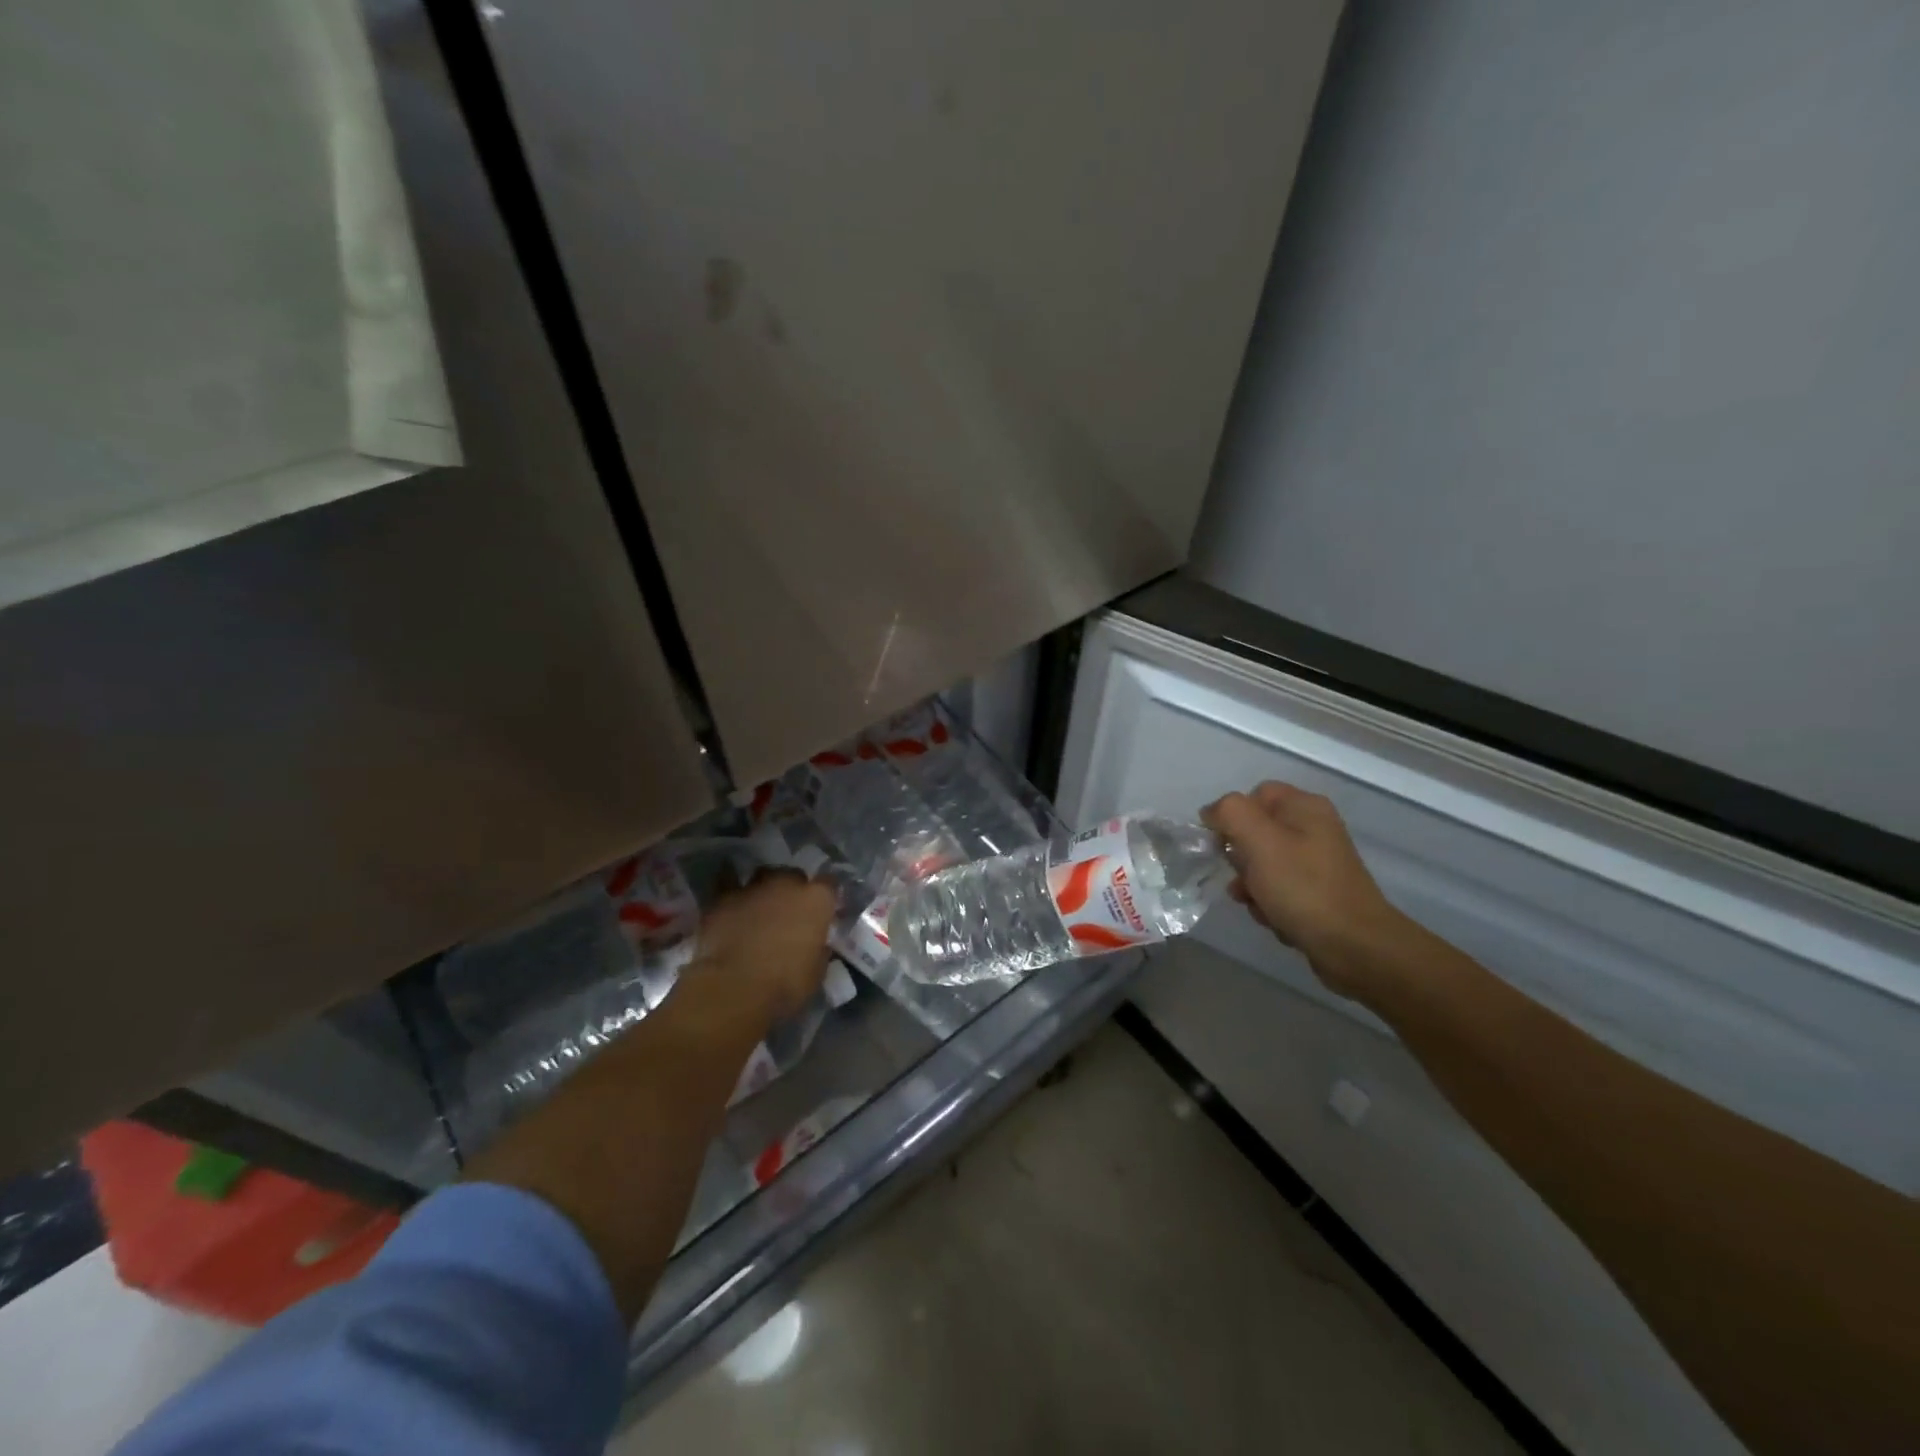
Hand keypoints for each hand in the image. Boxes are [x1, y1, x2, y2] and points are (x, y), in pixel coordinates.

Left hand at [689, 869, 834, 1021]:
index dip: (827, 896)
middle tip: (790, 910)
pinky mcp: (722, 899)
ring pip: (762, 876)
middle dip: (793, 889)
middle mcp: (786, 884)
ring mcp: (752, 888)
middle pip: (794, 875)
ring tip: (761, 906)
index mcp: (816, 899)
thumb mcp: (816, 972)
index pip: (830, 884)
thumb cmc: (785, 984)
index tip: (825, 909)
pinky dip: (732, 894)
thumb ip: (818, 949)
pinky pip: (728, 887)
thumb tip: (816, 944)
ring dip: (765, 889)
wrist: (733, 988)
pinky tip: (731, 904)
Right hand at [1202, 782, 1405, 1000]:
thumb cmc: (1303, 887)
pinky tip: (1273, 918)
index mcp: (1305, 807)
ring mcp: (1317, 863)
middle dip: (1240, 858)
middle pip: (1256, 831)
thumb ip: (1229, 812)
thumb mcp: (1259, 840)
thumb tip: (1212, 813)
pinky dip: (1269, 904)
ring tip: (1258, 904)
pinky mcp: (1317, 893)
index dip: (1232, 816)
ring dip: (1250, 886)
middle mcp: (1314, 829)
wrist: (1354, 947)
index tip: (1223, 844)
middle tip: (1244, 877)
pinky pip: (1278, 890)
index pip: (1254, 795)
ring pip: (1262, 864)